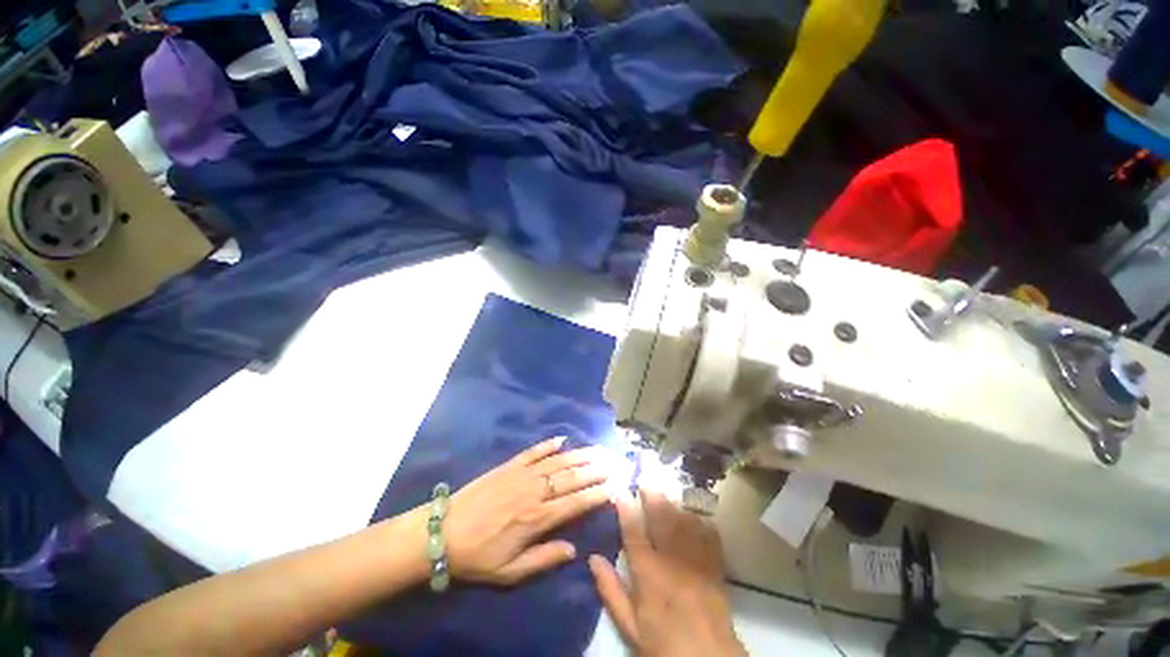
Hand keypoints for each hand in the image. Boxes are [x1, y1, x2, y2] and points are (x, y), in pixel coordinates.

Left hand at [443, 437, 613, 585]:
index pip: (575, 503)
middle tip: (614, 462)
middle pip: (572, 477)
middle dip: (595, 470)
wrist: (442, 532)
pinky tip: (562, 438)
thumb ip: (543, 560)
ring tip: (598, 449)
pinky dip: (549, 444)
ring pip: (558, 461)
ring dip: (580, 455)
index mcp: (537, 519)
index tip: (615, 487)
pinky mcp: (509, 465)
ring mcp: (522, 474)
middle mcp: (535, 492)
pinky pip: (533, 451)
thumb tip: (574, 550)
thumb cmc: (477, 556)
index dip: (597, 494)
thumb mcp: (509, 572)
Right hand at [589, 488, 745, 656]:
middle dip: (652, 496)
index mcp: (649, 575)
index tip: (620, 490)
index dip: (626, 509)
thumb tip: (592, 559)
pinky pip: (709, 536)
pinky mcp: (715, 568)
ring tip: (666, 491)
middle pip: (661, 519)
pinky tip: (696, 515)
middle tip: (645, 480)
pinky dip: (702, 522)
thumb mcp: (630, 626)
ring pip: (684, 522)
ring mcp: (696, 561)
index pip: (634, 533)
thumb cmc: (663, 644)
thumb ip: (611, 591)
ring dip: (674, 504)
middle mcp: (672, 561)